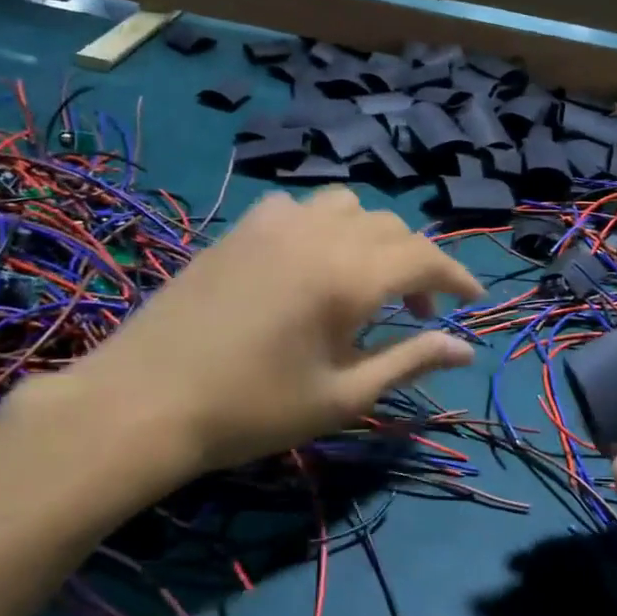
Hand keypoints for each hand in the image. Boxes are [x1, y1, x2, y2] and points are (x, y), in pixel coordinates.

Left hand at [0, 187, 482, 499]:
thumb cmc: (252, 410)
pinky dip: (323, 226)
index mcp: (349, 276)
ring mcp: (273, 224)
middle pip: (391, 227)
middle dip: (416, 263)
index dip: (456, 276)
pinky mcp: (239, 229)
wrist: (145, 401)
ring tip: (363, 281)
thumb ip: (407, 362)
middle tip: (415, 312)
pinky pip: (298, 207)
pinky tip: (307, 264)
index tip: (471, 301)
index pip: (425, 257)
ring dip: (371, 237)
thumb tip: (463, 349)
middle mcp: (318, 234)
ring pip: (346, 205)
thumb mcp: (341, 396)